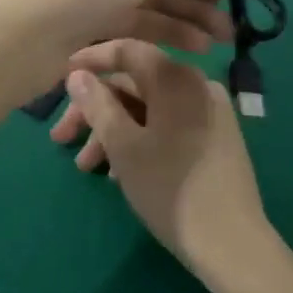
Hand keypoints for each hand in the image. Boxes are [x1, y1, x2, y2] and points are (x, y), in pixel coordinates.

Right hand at [51, 40, 271, 271]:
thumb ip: (98, 105)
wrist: (231, 241)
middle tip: (62, 139)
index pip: (126, 51)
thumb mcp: (123, 146)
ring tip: (87, 168)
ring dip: (114, 131)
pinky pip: (169, 124)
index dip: (91, 61)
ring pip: (150, 108)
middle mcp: (196, 85)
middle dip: (95, 110)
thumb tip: (78, 75)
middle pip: (135, 84)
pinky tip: (119, 172)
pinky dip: (140, 138)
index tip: (61, 78)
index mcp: (175, 78)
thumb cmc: (169, 187)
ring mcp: (210, 111)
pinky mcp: (216, 137)